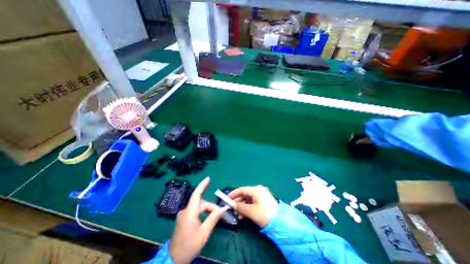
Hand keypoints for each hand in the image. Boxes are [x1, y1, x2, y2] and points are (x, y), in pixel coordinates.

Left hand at [170, 177, 228, 263]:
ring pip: (198, 208)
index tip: (208, 178)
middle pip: (201, 204)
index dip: (202, 185)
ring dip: (207, 211)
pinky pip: (195, 212)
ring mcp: (183, 215)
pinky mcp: (183, 219)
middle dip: (211, 207)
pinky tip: (207, 220)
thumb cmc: (189, 246)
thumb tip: (222, 209)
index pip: (196, 194)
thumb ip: (213, 218)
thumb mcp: (204, 233)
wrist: (173, 260)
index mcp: (190, 212)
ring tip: (215, 218)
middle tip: (221, 214)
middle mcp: (185, 211)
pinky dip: (202, 213)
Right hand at [228, 185, 277, 226]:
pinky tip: (244, 215)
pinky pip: (253, 202)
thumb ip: (240, 207)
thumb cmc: (264, 215)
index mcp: (256, 189)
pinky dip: (248, 207)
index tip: (227, 198)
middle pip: (245, 194)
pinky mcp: (264, 200)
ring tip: (238, 215)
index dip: (234, 194)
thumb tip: (233, 205)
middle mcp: (259, 190)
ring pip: (248, 199)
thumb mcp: (251, 211)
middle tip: (232, 209)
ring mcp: (262, 195)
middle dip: (238, 202)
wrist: (281, 223)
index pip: (242, 189)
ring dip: (242, 206)